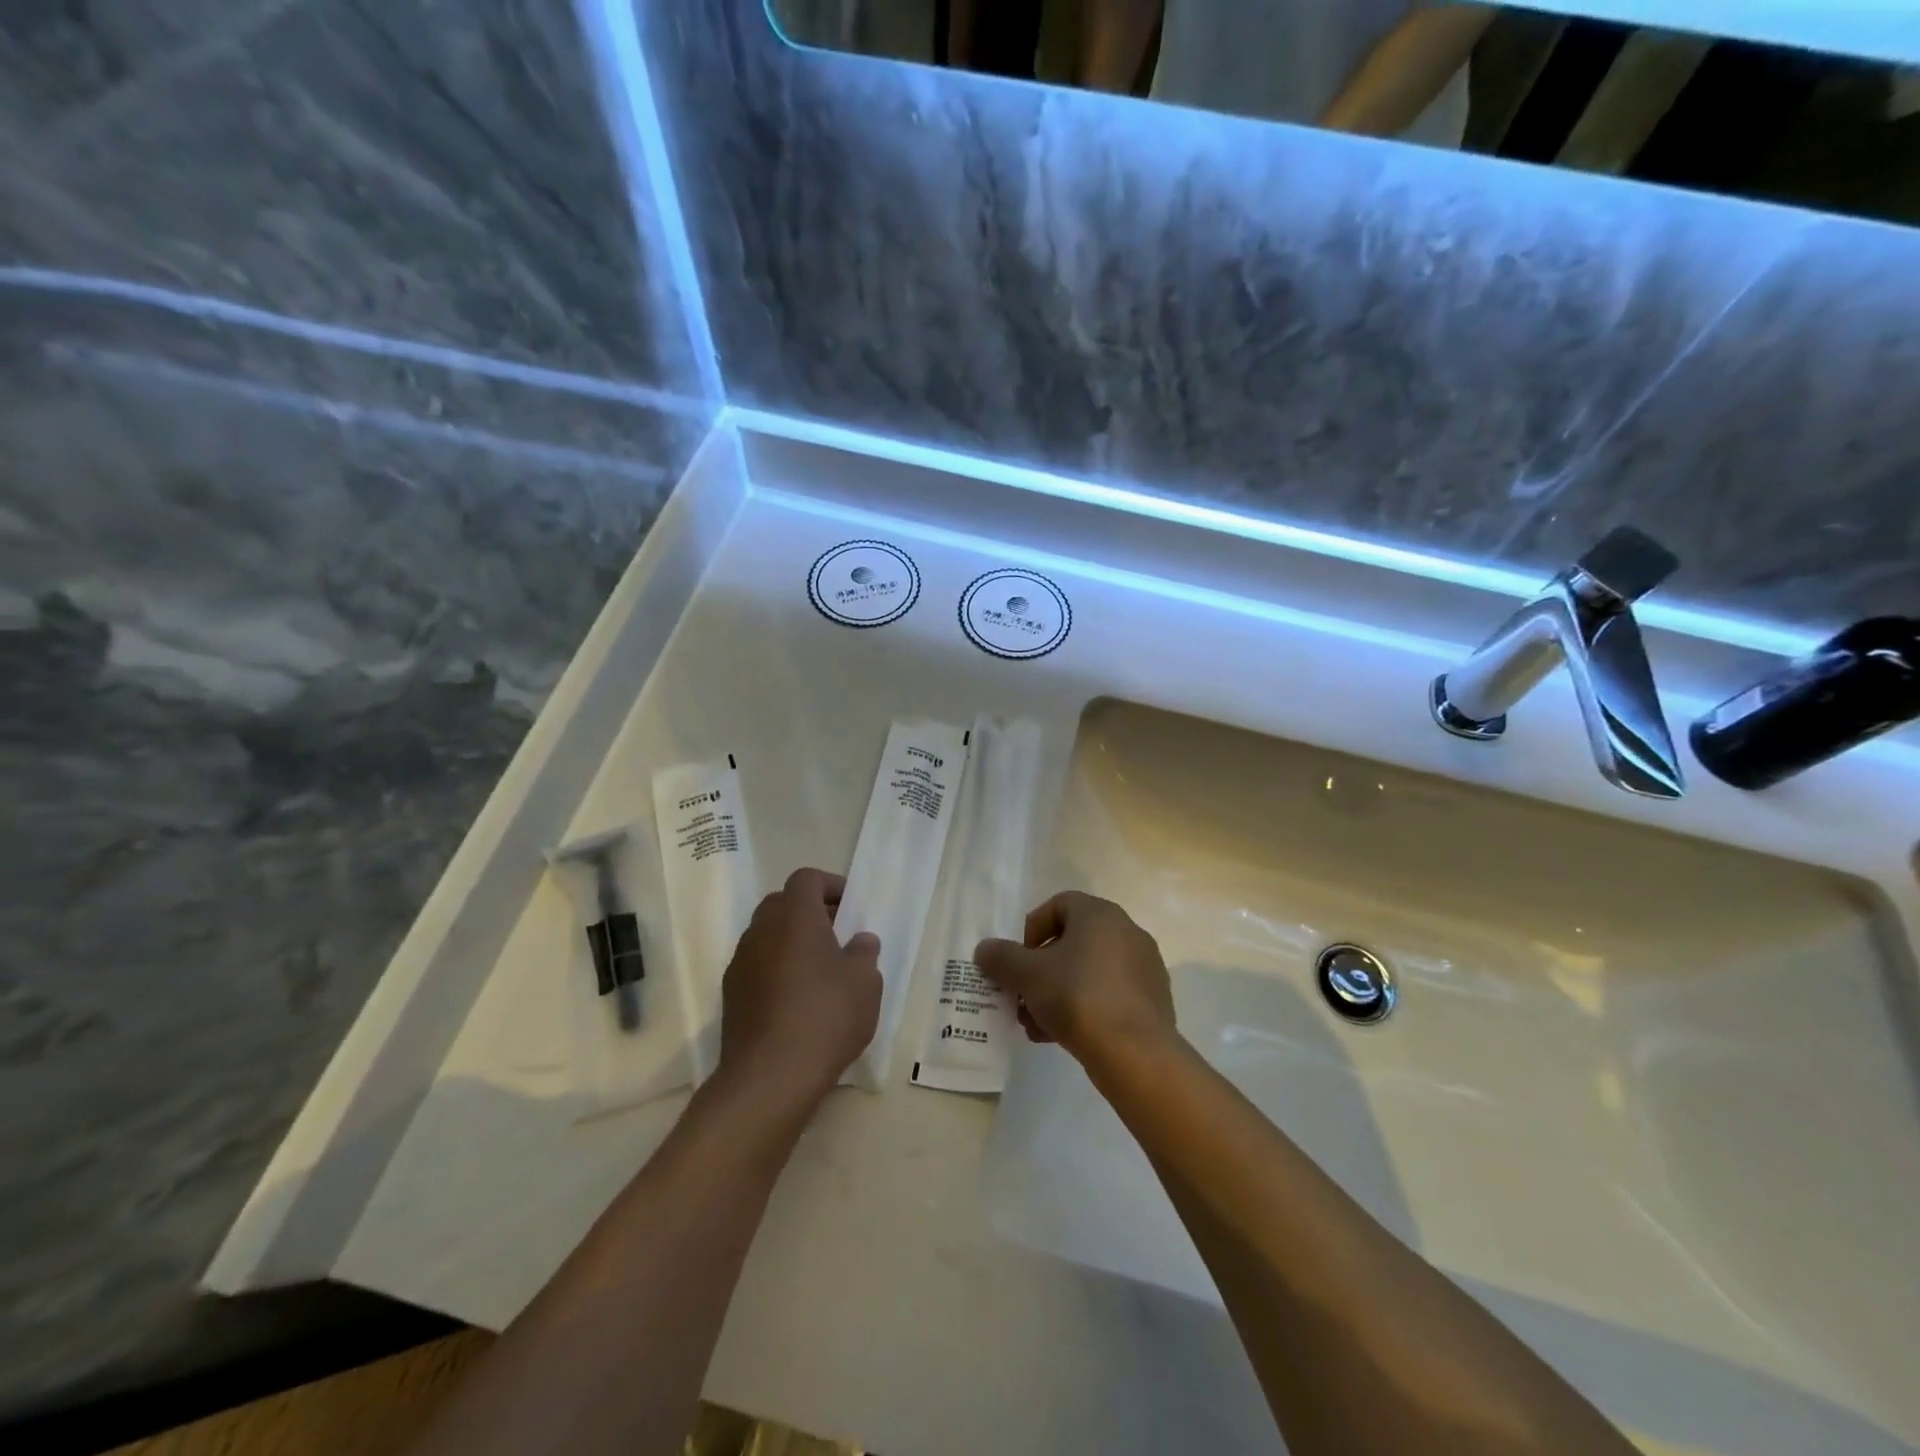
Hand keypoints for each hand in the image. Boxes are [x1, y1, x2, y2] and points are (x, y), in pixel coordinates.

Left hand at [717, 868, 881, 1106]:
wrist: (770, 1076)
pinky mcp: (731, 994)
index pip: (806, 879)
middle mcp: (761, 930)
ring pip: (767, 935)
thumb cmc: (826, 1016)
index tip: (850, 906)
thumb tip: (860, 940)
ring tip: (820, 970)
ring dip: (791, 941)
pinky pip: (757, 965)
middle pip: (782, 903)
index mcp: (795, 916)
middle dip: (810, 911)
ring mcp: (741, 962)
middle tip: (837, 934)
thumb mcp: (865, 982)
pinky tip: (798, 999)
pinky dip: (776, 968)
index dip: (830, 885)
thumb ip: (864, 953)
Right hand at [975, 892, 1175, 1066]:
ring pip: (1088, 972)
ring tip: (1037, 1024)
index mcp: (1099, 914)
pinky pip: (1109, 994)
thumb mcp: (1027, 975)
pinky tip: (1063, 1036)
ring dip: (1058, 992)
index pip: (1058, 905)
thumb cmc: (1077, 997)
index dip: (1032, 929)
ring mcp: (1143, 967)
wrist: (1134, 1053)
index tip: (1020, 960)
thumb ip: (1001, 957)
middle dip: (1042, 969)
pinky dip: (1085, 1008)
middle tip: (1024, 996)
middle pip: (1072, 941)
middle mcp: (1126, 931)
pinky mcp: (1152, 1000)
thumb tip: (985, 948)